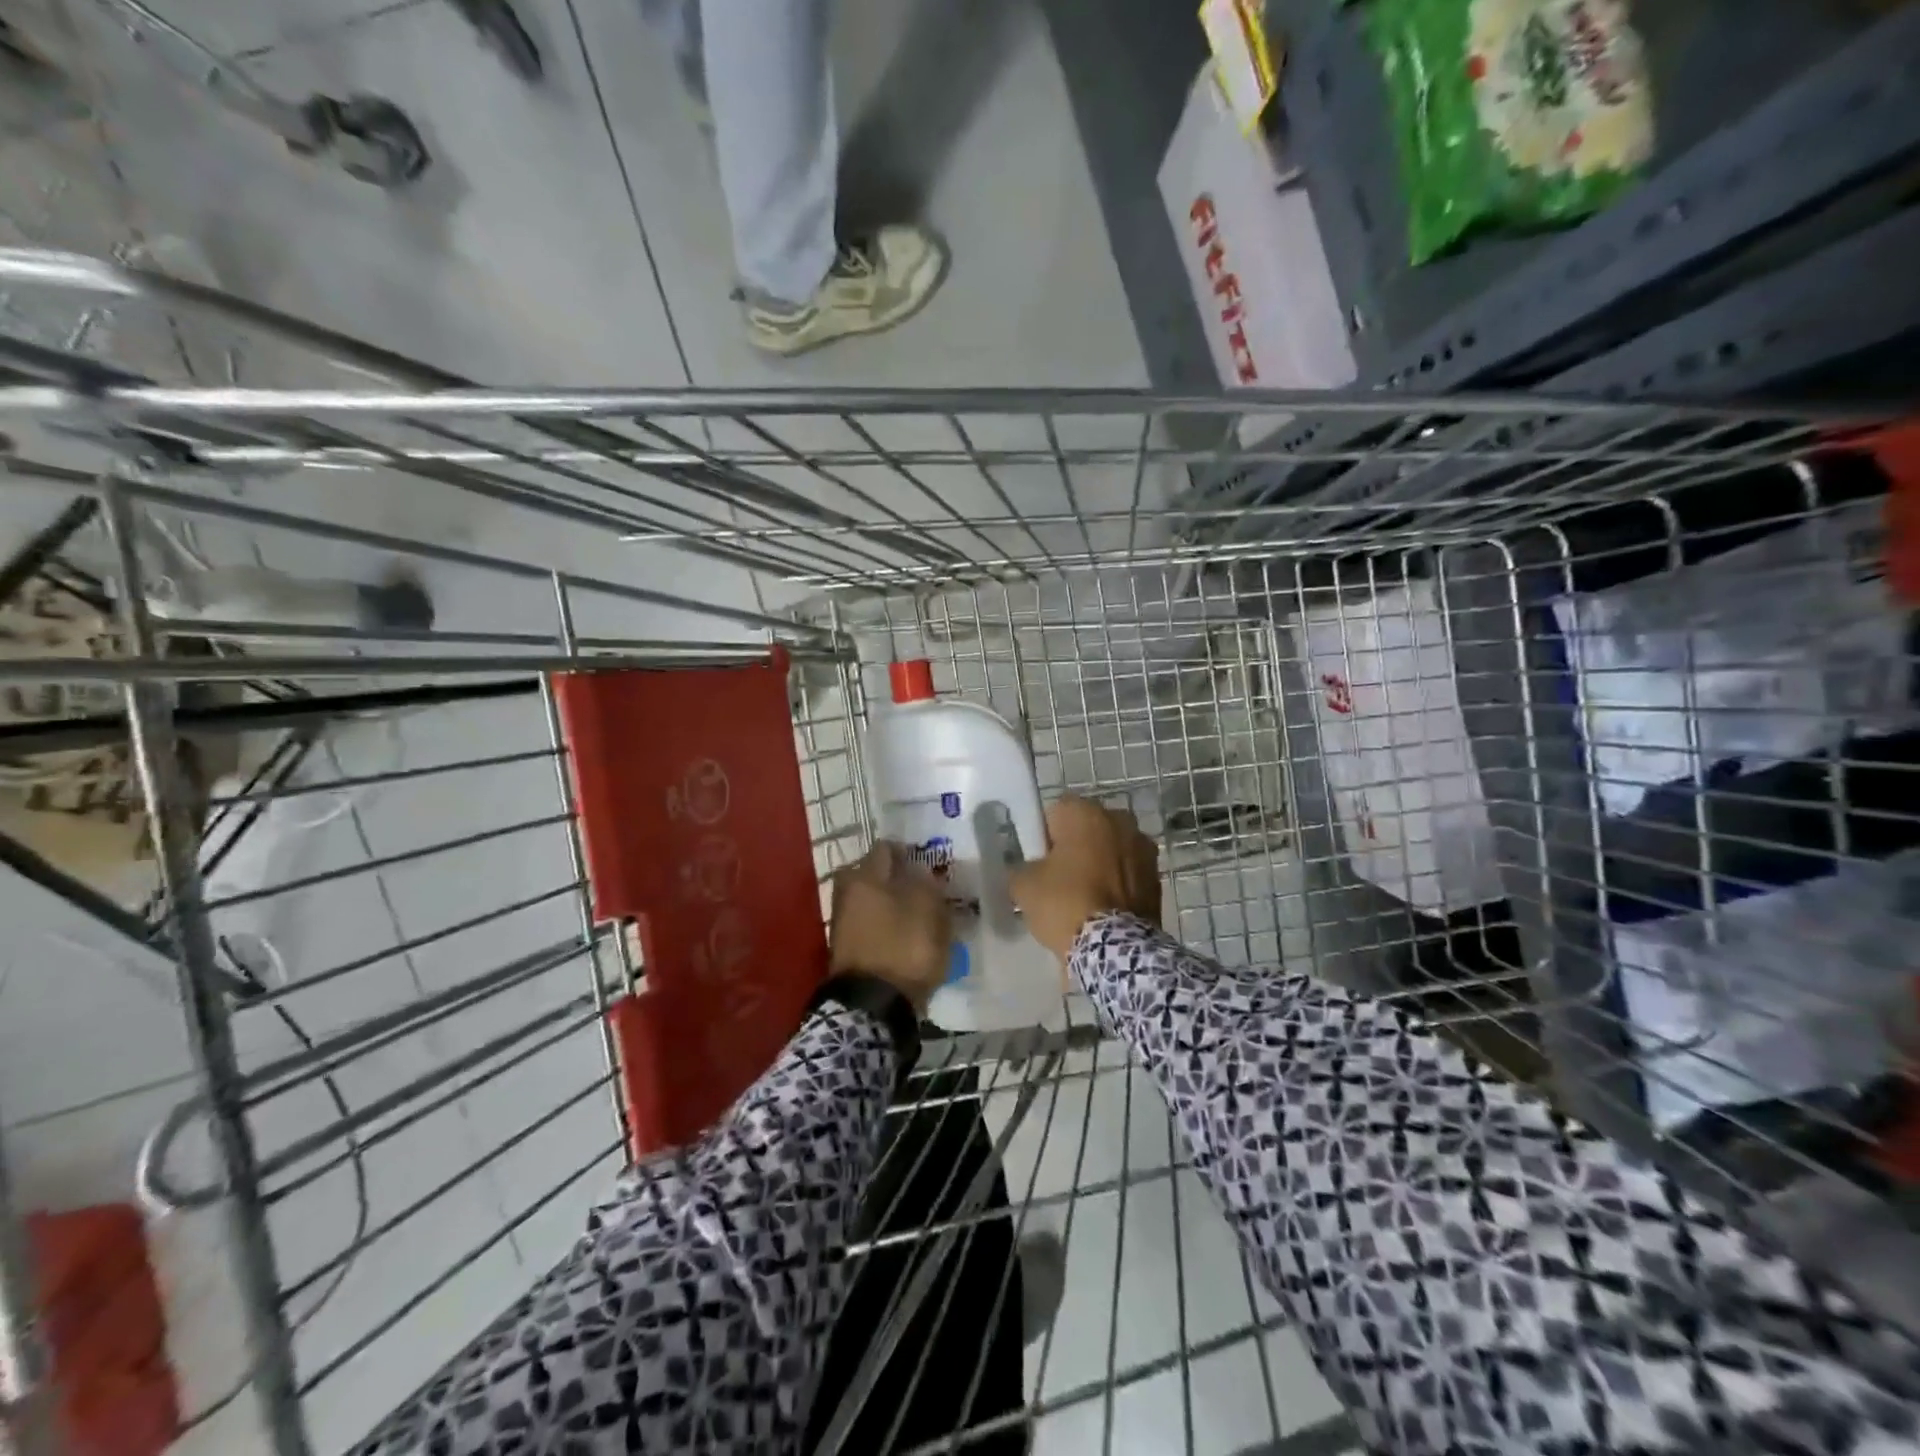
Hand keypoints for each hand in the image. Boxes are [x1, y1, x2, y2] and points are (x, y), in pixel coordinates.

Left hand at [828, 841, 952, 1013]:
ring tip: (920, 917)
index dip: (909, 852)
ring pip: (873, 902)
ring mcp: (842, 923)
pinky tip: (907, 938)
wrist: (873, 1006)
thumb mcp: (929, 908)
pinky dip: (887, 928)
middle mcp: (847, 893)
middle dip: (898, 880)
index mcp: (864, 875)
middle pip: (875, 876)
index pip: (886, 848)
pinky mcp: (847, 950)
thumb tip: (919, 872)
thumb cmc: (904, 946)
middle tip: (924, 890)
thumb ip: (927, 883)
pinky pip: (872, 927)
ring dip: (893, 905)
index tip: (928, 864)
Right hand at [1010, 796, 1160, 966]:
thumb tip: (1027, 871)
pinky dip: (1117, 885)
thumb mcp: (1023, 885)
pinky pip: (1128, 873)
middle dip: (1075, 847)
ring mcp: (1144, 848)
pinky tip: (1103, 909)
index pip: (1055, 812)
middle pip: (1087, 829)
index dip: (1043, 836)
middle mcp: (1119, 820)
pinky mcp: (1157, 878)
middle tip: (1058, 879)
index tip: (1038, 861)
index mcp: (1086, 812)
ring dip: (1099, 864)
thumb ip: (1021, 868)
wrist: (1115, 949)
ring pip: (1110, 850)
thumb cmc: (1064, 903)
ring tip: (1082, 898)